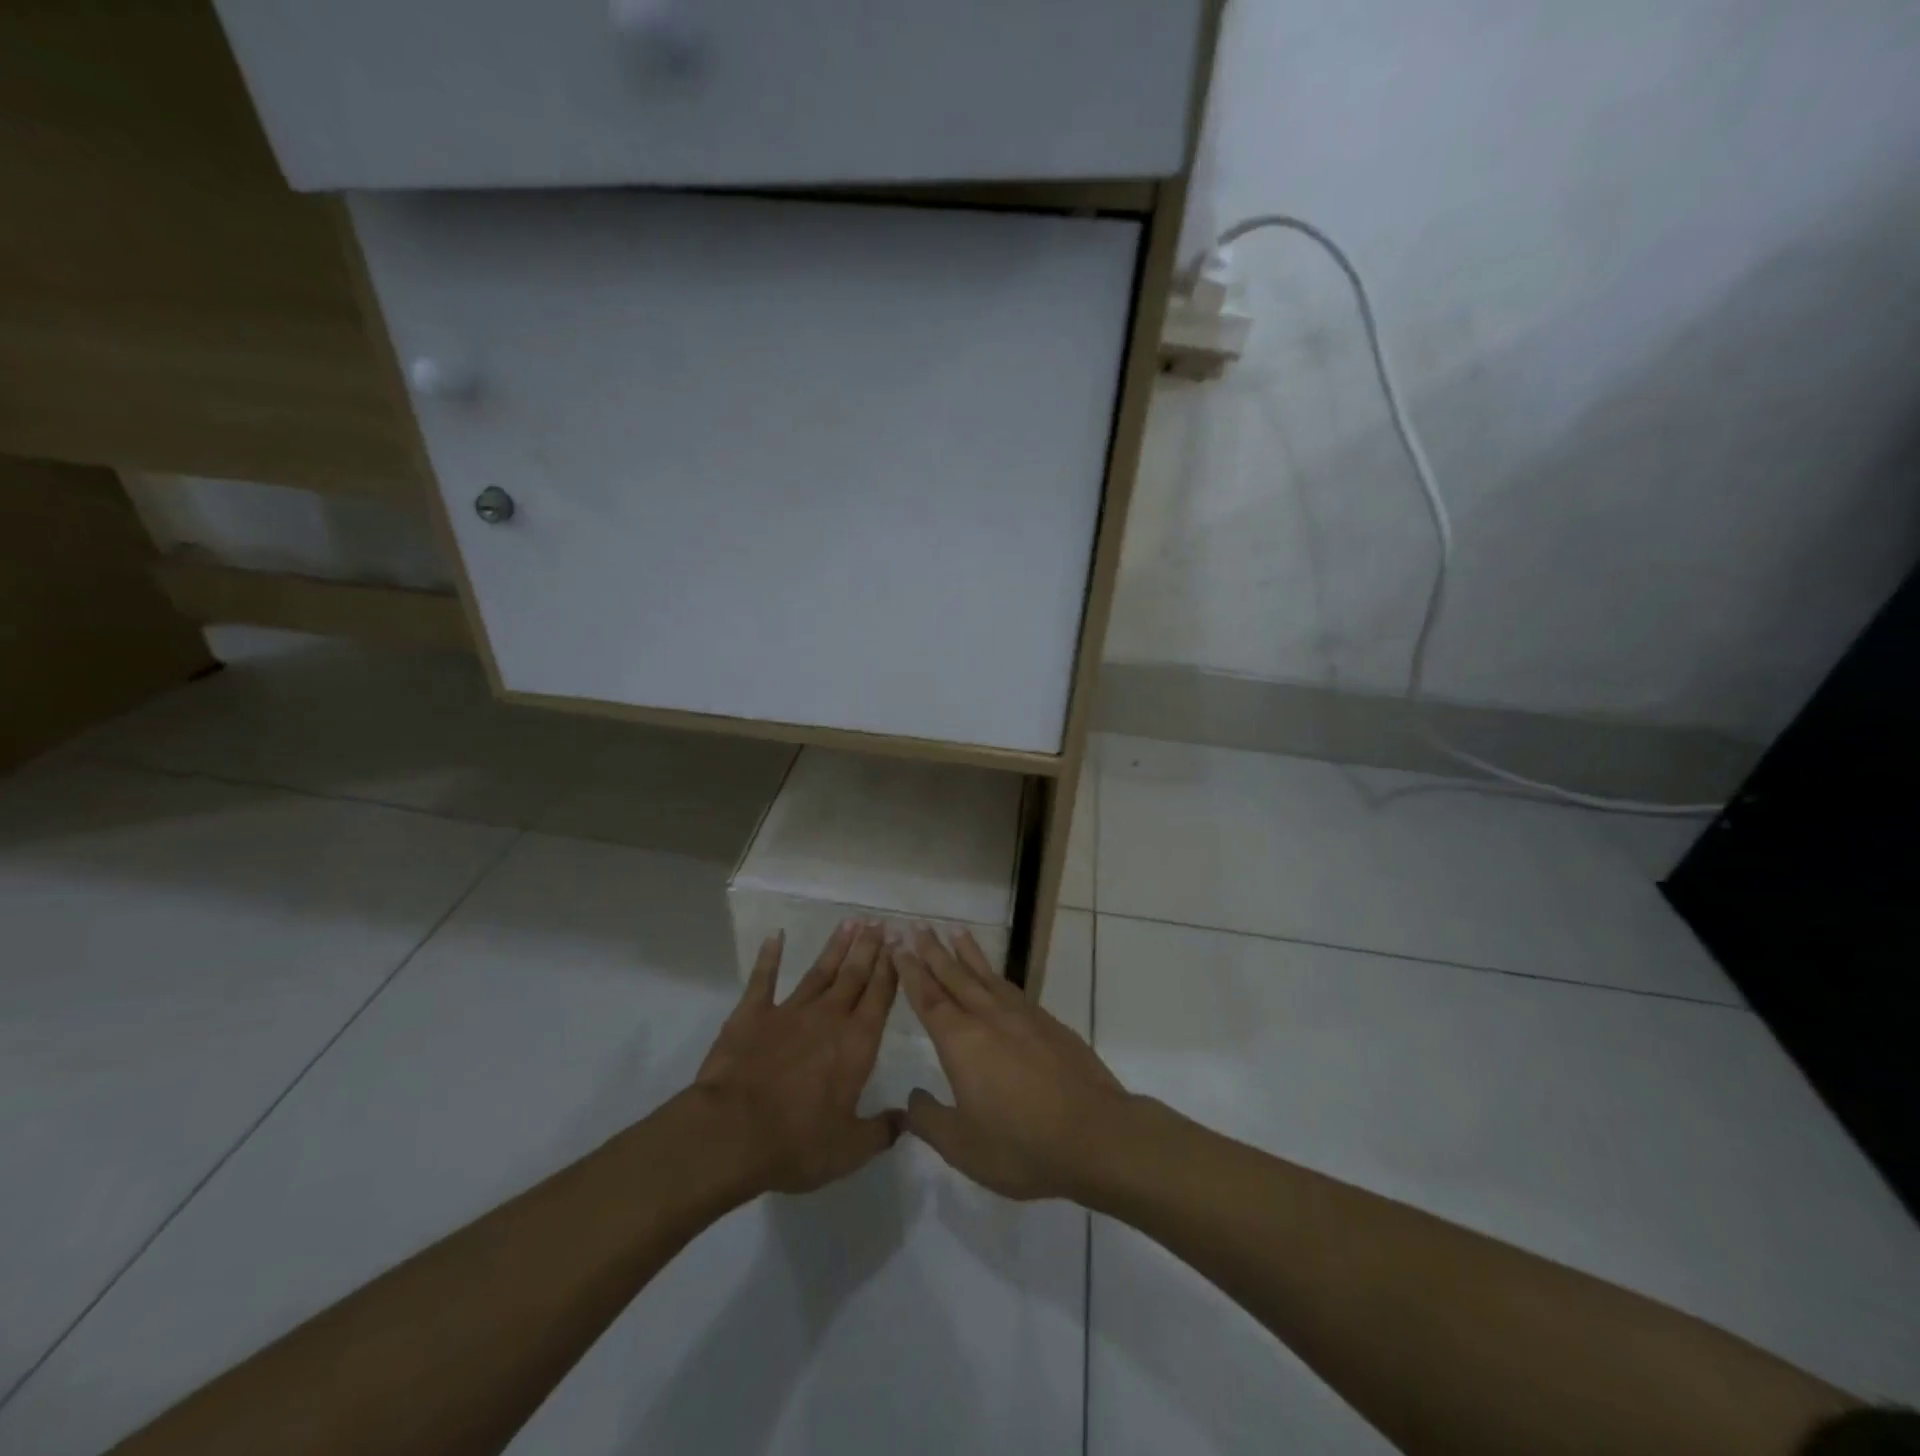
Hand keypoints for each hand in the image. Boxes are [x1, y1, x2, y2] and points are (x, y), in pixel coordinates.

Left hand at [693, 920, 900, 1194]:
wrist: (731, 1133)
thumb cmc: (797, 1143)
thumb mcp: (849, 1149)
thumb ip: (881, 1131)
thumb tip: (907, 1119)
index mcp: (857, 1044)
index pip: (880, 997)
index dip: (892, 969)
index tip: (901, 944)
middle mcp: (828, 1018)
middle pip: (854, 975)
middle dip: (869, 948)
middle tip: (880, 922)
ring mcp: (789, 1012)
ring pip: (819, 971)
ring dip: (836, 947)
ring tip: (850, 922)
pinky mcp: (752, 1014)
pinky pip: (763, 979)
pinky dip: (770, 956)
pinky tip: (776, 935)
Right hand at [895, 928, 1132, 1201]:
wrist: (1095, 1134)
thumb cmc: (1021, 1145)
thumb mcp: (963, 1146)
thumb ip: (930, 1121)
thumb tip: (912, 1098)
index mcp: (961, 1042)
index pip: (929, 999)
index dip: (912, 973)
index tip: (900, 948)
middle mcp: (989, 1018)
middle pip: (955, 977)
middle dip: (934, 952)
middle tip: (919, 927)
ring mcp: (1022, 1017)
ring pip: (987, 976)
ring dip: (968, 954)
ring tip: (956, 933)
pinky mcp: (1049, 1024)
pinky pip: (1012, 988)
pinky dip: (996, 974)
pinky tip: (996, 977)